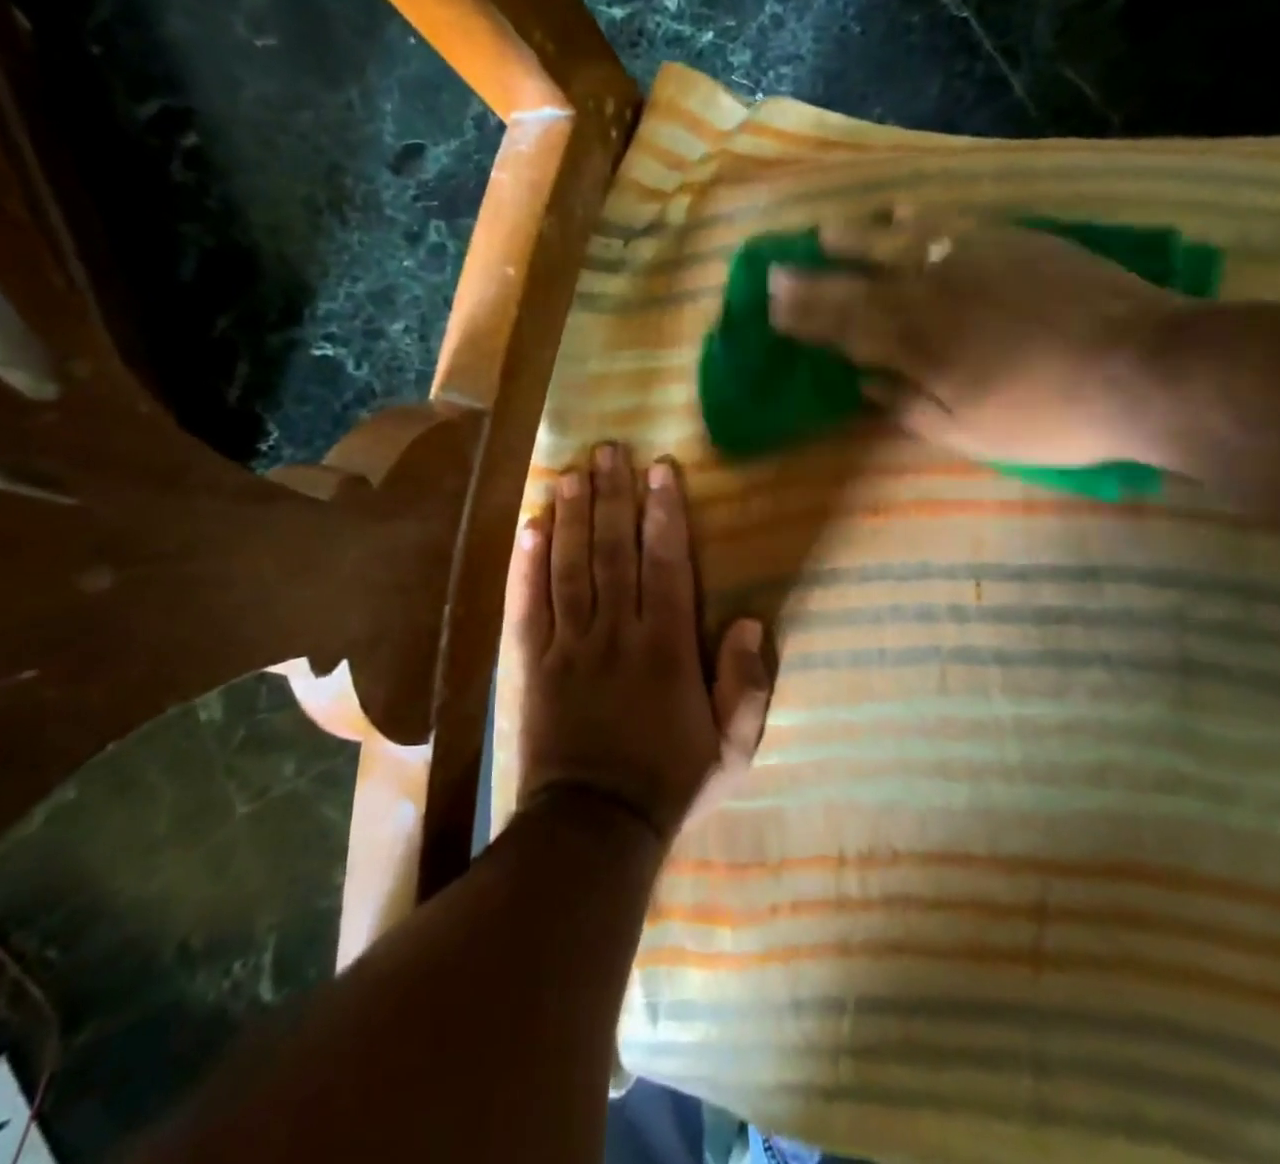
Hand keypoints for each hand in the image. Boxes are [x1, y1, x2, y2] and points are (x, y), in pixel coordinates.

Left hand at [508, 443, 773, 843]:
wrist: (593, 829)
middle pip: (615, 551)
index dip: (664, 513)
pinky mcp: (531, 663)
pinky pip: (528, 604)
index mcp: (667, 648)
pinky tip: (530, 526)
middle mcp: (617, 633)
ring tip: (571, 472)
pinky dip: (527, 564)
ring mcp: (569, 646)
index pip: (666, 564)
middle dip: (614, 496)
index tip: (660, 470)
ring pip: (570, 566)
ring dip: (572, 516)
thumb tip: (752, 622)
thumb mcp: (732, 750)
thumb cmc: (670, 784)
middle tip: (609, 450)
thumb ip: (747, 686)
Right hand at [767, 213, 1184, 466]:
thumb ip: (908, 407)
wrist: (1146, 368)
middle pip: (859, 285)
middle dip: (812, 281)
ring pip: (898, 242)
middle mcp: (933, 294)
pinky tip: (900, 209)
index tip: (772, 309)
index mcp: (919, 347)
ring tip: (824, 232)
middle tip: (774, 270)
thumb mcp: (970, 434)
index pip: (845, 328)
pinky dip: (918, 215)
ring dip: (855, 239)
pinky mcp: (1012, 240)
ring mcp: (972, 260)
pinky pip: (950, 220)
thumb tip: (863, 383)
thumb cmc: (1050, 416)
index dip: (806, 320)